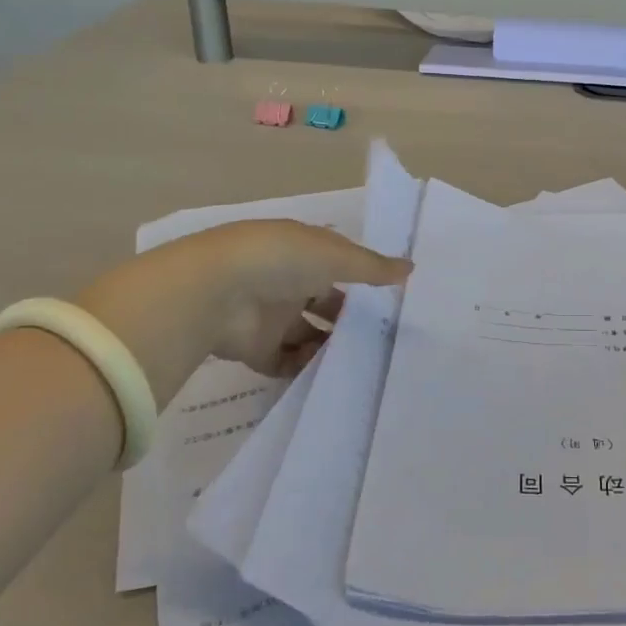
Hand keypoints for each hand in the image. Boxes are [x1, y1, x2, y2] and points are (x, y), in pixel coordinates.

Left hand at [76, 220, 410, 404]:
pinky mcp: (255, 348)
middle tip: (383, 335)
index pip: (338, 262)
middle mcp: (286, 280)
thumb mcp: (334, 256)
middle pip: (324, 300)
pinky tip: (332, 375)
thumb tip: (411, 268)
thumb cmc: (280, 259)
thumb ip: (372, 268)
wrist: (214, 293)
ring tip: (363, 360)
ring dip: (329, 344)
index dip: (362, 276)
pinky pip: (286, 362)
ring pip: (307, 332)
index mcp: (302, 250)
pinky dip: (305, 369)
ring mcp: (269, 315)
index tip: (391, 296)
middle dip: (348, 316)